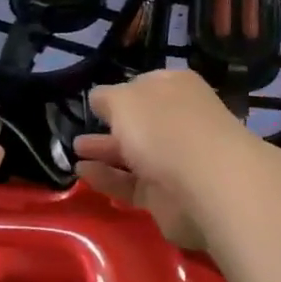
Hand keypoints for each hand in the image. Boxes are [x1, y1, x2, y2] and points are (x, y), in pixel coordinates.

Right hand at [73, 71, 253, 247]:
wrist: (206, 185)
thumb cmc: (163, 126)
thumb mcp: (124, 100)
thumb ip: (107, 98)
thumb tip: (99, 98)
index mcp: (175, 88)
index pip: (146, 85)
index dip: (122, 91)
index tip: (97, 102)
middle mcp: (178, 121)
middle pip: (141, 121)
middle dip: (112, 125)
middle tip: (79, 129)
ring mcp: (175, 160)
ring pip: (135, 154)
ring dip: (105, 151)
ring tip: (74, 150)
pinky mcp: (167, 196)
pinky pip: (131, 184)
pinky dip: (108, 178)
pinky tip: (82, 172)